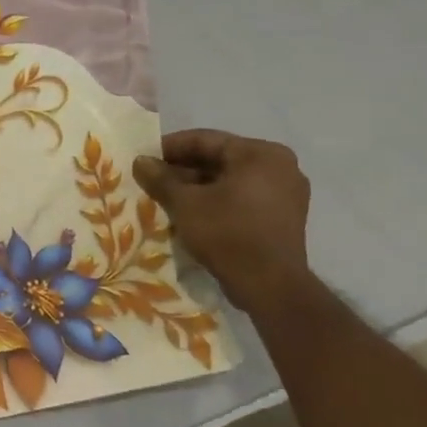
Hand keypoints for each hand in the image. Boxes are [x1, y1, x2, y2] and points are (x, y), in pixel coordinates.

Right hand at [134, 130, 312, 311]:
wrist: (270, 286)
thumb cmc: (227, 232)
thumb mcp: (184, 202)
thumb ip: (160, 177)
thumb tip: (140, 161)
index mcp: (260, 154)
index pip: (204, 140)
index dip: (169, 148)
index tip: (143, 158)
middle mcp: (279, 166)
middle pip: (218, 159)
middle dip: (182, 169)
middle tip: (152, 179)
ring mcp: (285, 192)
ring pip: (229, 179)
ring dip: (196, 186)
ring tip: (165, 196)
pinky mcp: (283, 216)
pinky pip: (242, 196)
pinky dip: (216, 199)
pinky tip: (189, 211)